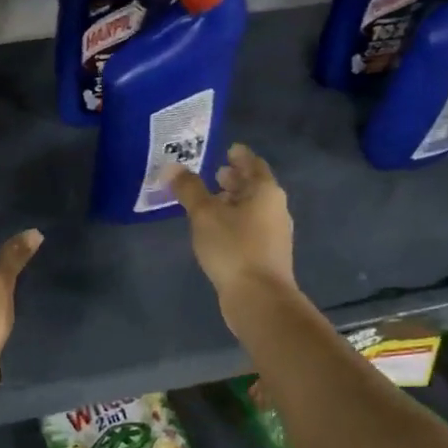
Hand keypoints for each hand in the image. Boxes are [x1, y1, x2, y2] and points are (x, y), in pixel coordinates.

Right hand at [166, 144, 297, 314]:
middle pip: (255, 187)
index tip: (228, 149)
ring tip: (211, 201)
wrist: (259, 298)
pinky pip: (250, 227)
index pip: (253, 164)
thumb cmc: (233, 247)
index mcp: (266, 191)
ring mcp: (274, 233)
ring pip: (253, 209)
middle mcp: (275, 208)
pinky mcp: (267, 255)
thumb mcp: (204, 214)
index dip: (240, 156)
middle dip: (236, 179)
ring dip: (234, 201)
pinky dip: (235, 221)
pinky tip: (217, 230)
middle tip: (215, 173)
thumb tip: (171, 166)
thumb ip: (188, 189)